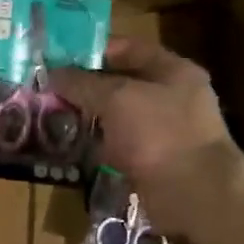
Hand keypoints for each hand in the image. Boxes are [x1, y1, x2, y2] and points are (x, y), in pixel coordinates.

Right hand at [48, 37, 240, 220]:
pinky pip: (119, 147)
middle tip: (49, 90)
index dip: (93, 50)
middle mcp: (171, 97)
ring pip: (117, 118)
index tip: (59, 57)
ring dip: (89, 118)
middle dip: (85, 87)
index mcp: (173, 71)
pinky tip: (71, 147)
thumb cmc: (159, 133)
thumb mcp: (117, 98)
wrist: (193, 194)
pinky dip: (97, 147)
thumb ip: (82, 83)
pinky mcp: (153, 162)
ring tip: (52, 117)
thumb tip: (51, 74)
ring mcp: (163, 132)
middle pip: (121, 84)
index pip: (128, 48)